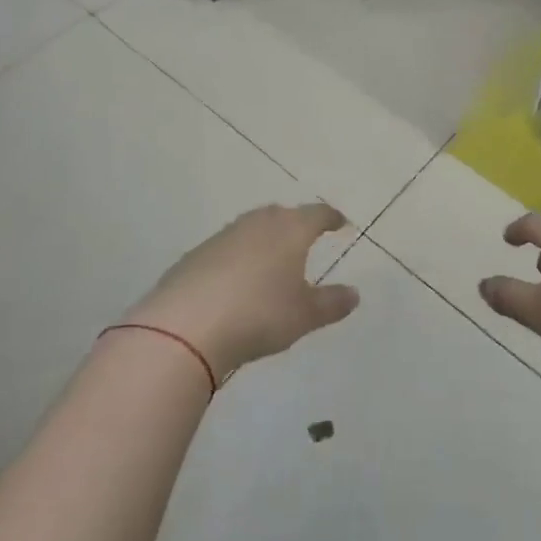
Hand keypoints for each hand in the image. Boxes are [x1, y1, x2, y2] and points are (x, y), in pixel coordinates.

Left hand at [125, 203, 358, 378]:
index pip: (317, 214)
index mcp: (290, 229)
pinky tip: (235, 281)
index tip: (340, 223)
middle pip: (282, 215)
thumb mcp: (304, 315)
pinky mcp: (195, 255)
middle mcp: (258, 223)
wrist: (186, 326)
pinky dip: (237, 258)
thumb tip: (354, 293)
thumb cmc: (259, 314)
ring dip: (264, 240)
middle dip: (296, 224)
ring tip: (271, 261)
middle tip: (305, 238)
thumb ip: (332, 303)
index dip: (331, 218)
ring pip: (252, 229)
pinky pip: (226, 249)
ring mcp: (223, 236)